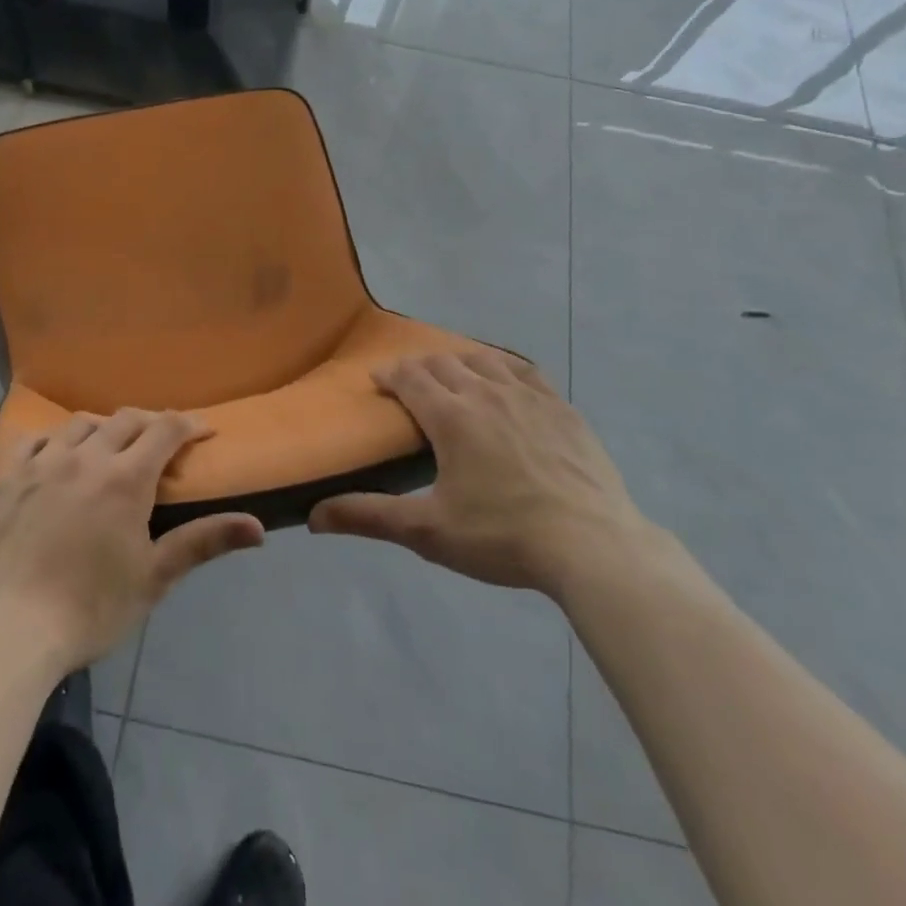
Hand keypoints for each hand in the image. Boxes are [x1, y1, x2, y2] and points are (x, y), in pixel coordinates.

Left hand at [0, 409, 263, 673]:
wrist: (8, 633)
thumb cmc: (90, 609)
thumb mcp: (154, 578)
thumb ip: (204, 542)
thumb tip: (259, 528)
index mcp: (125, 478)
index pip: (165, 430)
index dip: (189, 425)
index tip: (203, 431)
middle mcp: (85, 457)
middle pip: (125, 420)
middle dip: (150, 423)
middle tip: (161, 441)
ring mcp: (41, 464)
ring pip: (79, 424)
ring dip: (103, 427)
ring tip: (110, 446)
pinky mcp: (5, 478)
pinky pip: (33, 441)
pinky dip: (54, 441)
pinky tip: (57, 457)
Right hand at [309, 352, 647, 600]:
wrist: (593, 546)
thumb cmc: (502, 537)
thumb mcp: (428, 532)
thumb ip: (369, 517)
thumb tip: (313, 516)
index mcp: (451, 416)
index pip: (410, 377)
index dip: (389, 374)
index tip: (378, 380)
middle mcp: (486, 392)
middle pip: (444, 362)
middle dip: (420, 367)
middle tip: (410, 383)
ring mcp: (529, 396)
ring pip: (484, 360)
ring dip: (460, 361)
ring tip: (453, 376)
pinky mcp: (562, 408)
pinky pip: (526, 371)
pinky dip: (505, 368)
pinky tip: (506, 380)